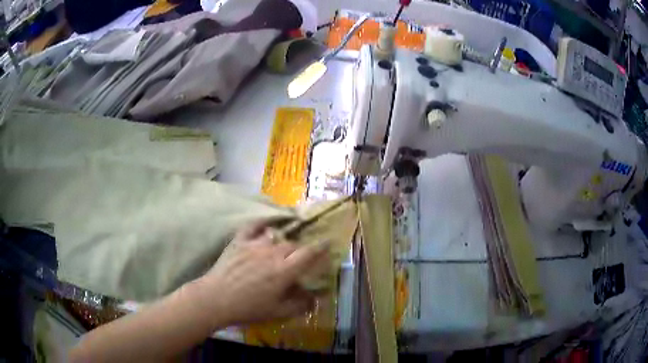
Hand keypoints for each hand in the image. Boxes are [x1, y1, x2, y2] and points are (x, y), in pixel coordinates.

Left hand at [190, 221, 328, 327]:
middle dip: (300, 250)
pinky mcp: (239, 241)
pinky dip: (262, 223)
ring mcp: (255, 244)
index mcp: (284, 271)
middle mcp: (272, 253)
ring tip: (282, 247)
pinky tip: (266, 225)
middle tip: (300, 257)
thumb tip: (315, 298)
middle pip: (293, 245)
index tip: (328, 242)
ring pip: (276, 236)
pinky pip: (253, 226)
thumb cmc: (248, 308)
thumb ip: (299, 305)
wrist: (216, 299)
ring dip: (282, 241)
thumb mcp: (277, 312)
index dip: (321, 247)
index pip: (308, 254)